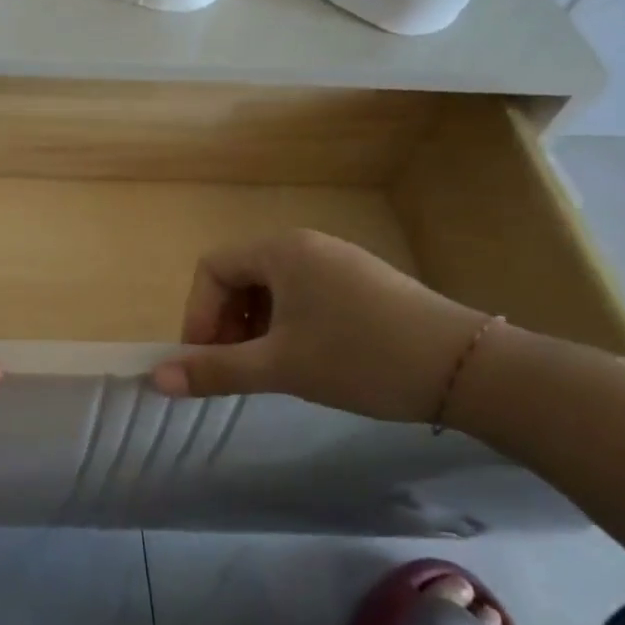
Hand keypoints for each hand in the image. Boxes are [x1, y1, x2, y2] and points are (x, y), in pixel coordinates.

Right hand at [150, 229, 489, 423]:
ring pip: (271, 290)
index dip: (198, 314)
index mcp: (281, 251)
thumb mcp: (279, 367)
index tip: (207, 359)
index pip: (211, 270)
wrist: (468, 369)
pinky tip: (306, 360)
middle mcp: (306, 246)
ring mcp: (338, 263)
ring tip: (270, 369)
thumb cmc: (361, 358)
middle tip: (236, 368)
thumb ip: (214, 370)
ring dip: (255, 328)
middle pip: (239, 277)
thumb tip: (156, 379)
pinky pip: (303, 296)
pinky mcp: (363, 284)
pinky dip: (287, 326)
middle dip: (226, 324)